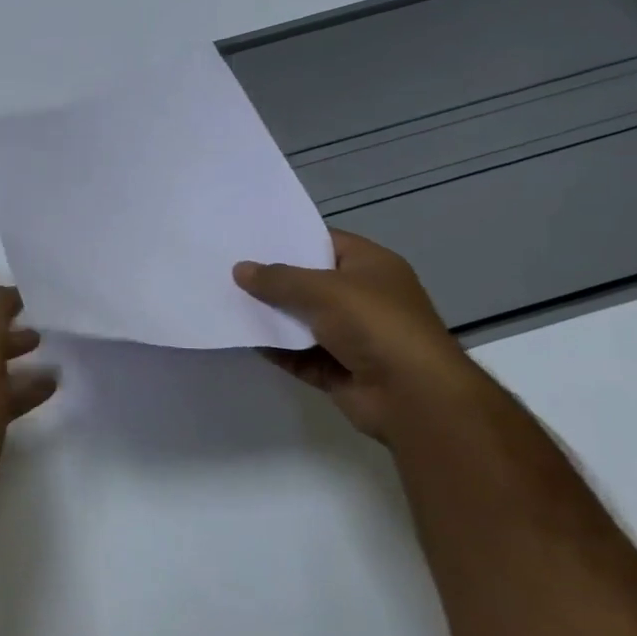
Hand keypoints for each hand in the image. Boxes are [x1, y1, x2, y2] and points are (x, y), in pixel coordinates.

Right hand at [234, 230, 486, 446]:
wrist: (413, 397)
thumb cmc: (375, 325)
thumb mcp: (323, 290)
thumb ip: (278, 279)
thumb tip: (239, 269)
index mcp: (371, 267)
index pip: (325, 243)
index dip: (289, 239)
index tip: (247, 238)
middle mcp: (362, 298)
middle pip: (308, 283)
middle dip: (271, 279)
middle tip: (226, 268)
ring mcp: (350, 336)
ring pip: (299, 320)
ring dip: (268, 315)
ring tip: (223, 300)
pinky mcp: (336, 369)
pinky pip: (296, 354)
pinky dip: (273, 348)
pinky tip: (240, 337)